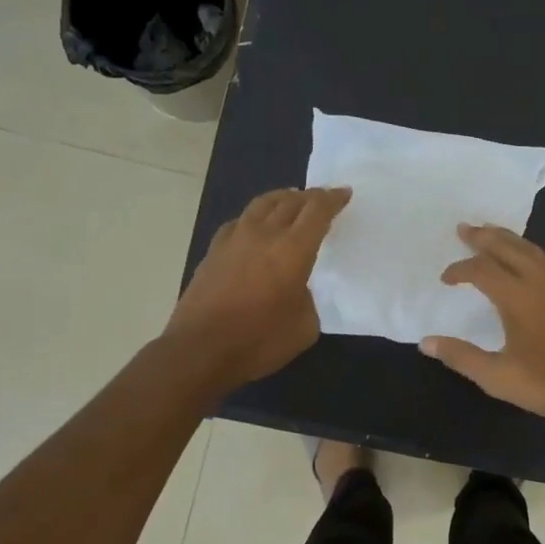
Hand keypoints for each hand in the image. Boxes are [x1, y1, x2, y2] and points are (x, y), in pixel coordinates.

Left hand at [166, 186, 350, 388]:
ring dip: (281, 198)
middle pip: (291, 201)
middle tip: (322, 198)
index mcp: (293, 249)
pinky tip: (255, 225)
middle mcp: (264, 234)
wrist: (200, 350)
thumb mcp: (304, 326)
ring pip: (262, 204)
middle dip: (311, 197)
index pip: (317, 211)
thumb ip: (308, 299)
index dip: (333, 199)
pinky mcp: (213, 251)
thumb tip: (297, 289)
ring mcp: (234, 239)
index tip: (344, 193)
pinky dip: (255, 217)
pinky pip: (239, 221)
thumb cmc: (259, 341)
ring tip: (291, 199)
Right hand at [421, 225, 544, 431]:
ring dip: (507, 239)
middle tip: (464, 229)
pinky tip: (530, 257)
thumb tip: (426, 342)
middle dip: (483, 237)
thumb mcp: (497, 377)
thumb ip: (461, 356)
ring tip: (491, 234)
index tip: (446, 278)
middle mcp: (540, 279)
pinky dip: (531, 251)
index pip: (481, 270)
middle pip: (507, 246)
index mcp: (517, 296)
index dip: (460, 270)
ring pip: (530, 248)